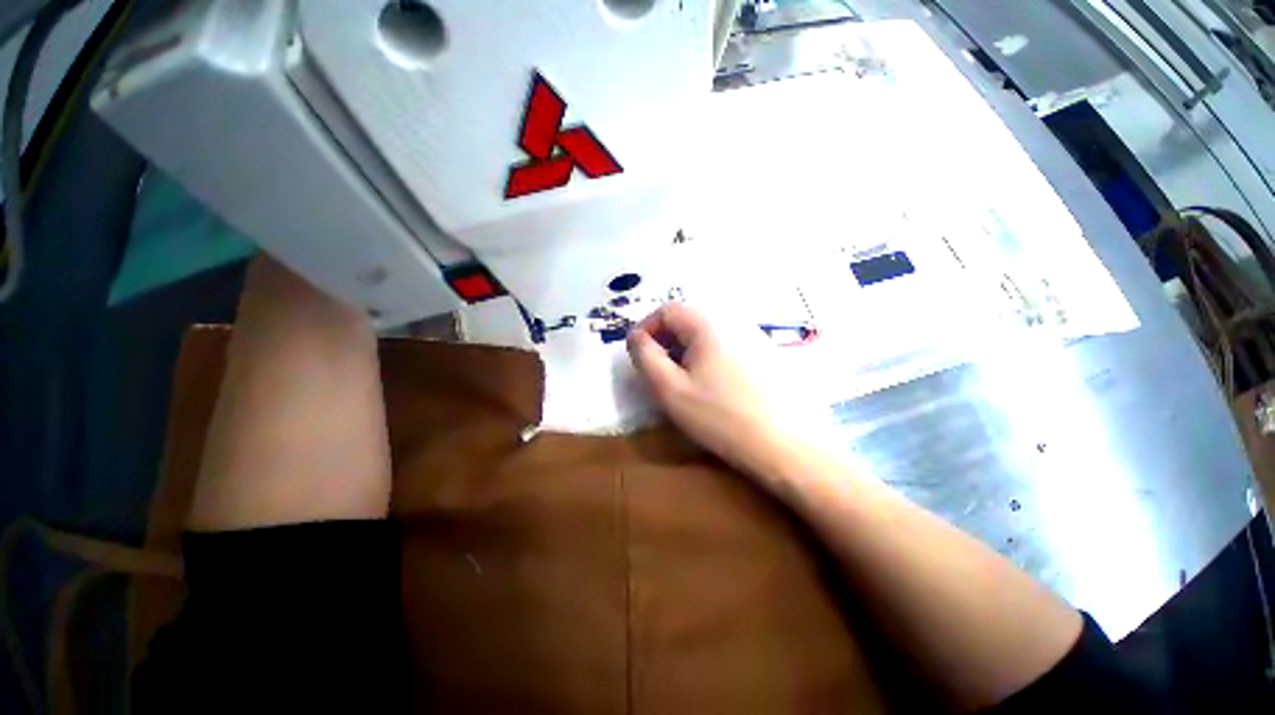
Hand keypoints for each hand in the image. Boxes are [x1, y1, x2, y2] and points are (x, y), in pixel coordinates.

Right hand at [627, 302, 802, 477]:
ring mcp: (755, 335)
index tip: (637, 354)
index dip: (646, 328)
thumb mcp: (670, 389)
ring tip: (684, 379)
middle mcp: (733, 320)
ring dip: (687, 349)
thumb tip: (636, 337)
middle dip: (666, 340)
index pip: (667, 310)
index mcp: (708, 323)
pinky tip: (714, 384)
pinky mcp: (768, 353)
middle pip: (689, 319)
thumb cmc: (721, 417)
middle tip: (659, 370)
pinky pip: (728, 344)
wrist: (787, 445)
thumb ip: (645, 358)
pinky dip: (710, 356)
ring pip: (708, 333)